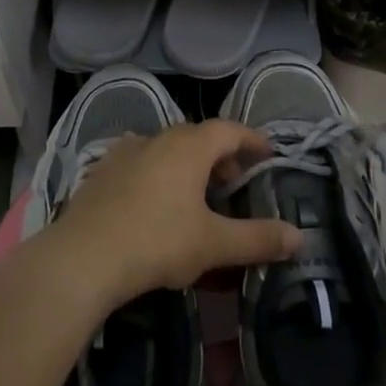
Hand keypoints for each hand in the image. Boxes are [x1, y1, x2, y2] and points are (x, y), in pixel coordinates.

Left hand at [46, 120, 302, 308]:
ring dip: (187, 163)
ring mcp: (127, 150)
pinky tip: (155, 198)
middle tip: (233, 180)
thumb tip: (300, 237)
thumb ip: (258, 239)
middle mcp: (159, 137)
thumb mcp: (214, 244)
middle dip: (220, 154)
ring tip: (196, 193)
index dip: (251, 139)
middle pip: (197, 136)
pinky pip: (141, 160)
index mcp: (190, 147)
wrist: (85, 255)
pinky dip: (158, 171)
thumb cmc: (157, 242)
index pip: (229, 129)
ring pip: (167, 147)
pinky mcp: (104, 169)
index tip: (268, 151)